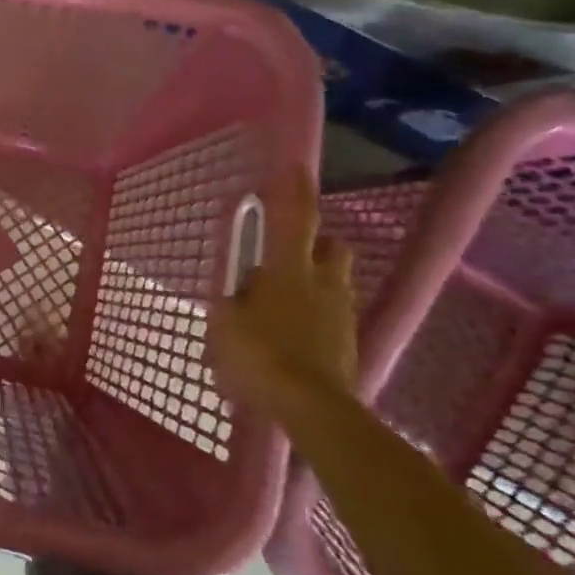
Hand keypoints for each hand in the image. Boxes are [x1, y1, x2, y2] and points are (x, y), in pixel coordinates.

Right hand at [213, 173, 357, 418]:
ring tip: (282, 308)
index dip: (295, 191)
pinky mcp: (349, 343)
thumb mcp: (225, 324)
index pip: (295, 219)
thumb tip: (237, 294)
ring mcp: (341, 314)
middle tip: (284, 259)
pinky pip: (331, 316)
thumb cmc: (260, 355)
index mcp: (289, 270)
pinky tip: (292, 340)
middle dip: (314, 246)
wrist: (312, 408)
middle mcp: (322, 283)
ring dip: (313, 285)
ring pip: (333, 283)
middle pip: (330, 247)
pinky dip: (315, 318)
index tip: (296, 166)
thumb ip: (230, 302)